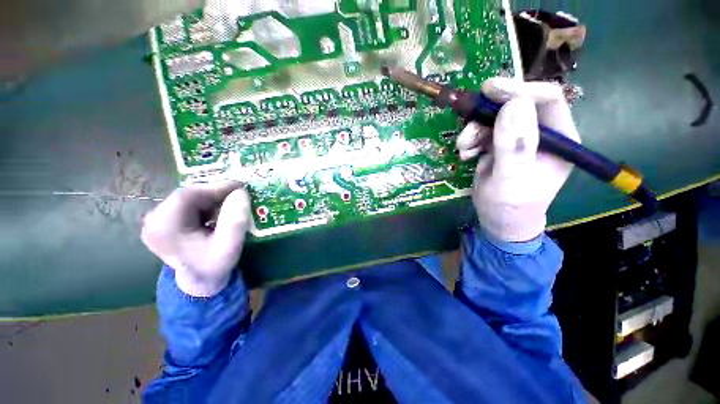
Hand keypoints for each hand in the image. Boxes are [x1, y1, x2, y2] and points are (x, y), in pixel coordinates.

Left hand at [141, 182, 251, 296]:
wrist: (200, 281)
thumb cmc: (214, 265)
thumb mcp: (229, 246)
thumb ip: (235, 221)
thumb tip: (241, 192)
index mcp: (163, 227)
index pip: (189, 196)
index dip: (216, 187)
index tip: (241, 186)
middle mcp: (154, 220)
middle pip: (188, 195)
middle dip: (216, 194)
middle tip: (240, 195)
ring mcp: (157, 219)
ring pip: (190, 198)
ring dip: (213, 199)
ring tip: (233, 203)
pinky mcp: (165, 220)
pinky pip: (189, 204)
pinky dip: (207, 204)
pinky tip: (220, 212)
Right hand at [456, 78, 580, 241]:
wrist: (498, 219)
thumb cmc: (511, 206)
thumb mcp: (511, 179)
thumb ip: (514, 146)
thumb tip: (514, 104)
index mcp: (560, 138)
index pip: (548, 100)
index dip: (520, 90)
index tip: (489, 89)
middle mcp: (542, 133)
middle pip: (517, 105)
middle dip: (488, 113)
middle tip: (467, 121)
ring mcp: (519, 138)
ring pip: (495, 118)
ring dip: (474, 129)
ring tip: (463, 147)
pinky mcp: (500, 144)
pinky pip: (484, 131)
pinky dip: (471, 139)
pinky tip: (465, 153)